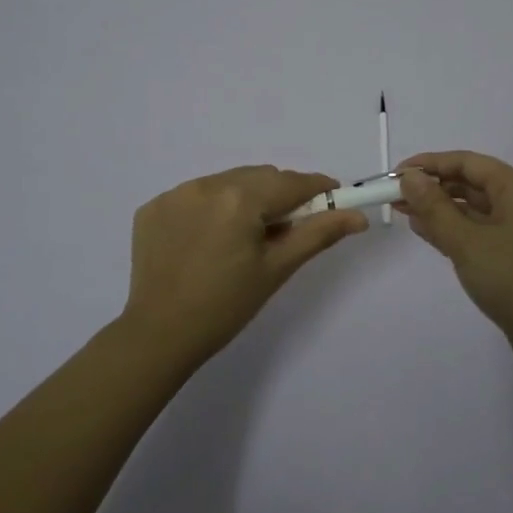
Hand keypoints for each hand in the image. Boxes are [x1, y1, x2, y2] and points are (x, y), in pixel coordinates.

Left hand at [120, 165, 367, 363]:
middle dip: (279, 196)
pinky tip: (208, 240)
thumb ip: (318, 234)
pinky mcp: (153, 207)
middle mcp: (206, 185)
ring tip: (243, 238)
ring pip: (228, 182)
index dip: (318, 190)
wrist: (159, 335)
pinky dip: (211, 208)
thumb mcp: (277, 269)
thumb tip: (358, 217)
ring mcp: (175, 194)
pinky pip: (196, 195)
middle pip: (259, 177)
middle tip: (284, 231)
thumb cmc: (226, 306)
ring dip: (245, 199)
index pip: (291, 183)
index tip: (333, 201)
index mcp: (240, 199)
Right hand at [395, 151, 512, 363]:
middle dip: (432, 187)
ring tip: (402, 212)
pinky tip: (425, 231)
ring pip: (472, 208)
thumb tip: (410, 178)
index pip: (467, 162)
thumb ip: (435, 208)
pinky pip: (478, 230)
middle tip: (393, 196)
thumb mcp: (467, 242)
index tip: (396, 174)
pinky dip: (452, 228)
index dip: (430, 164)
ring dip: (439, 208)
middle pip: (470, 182)